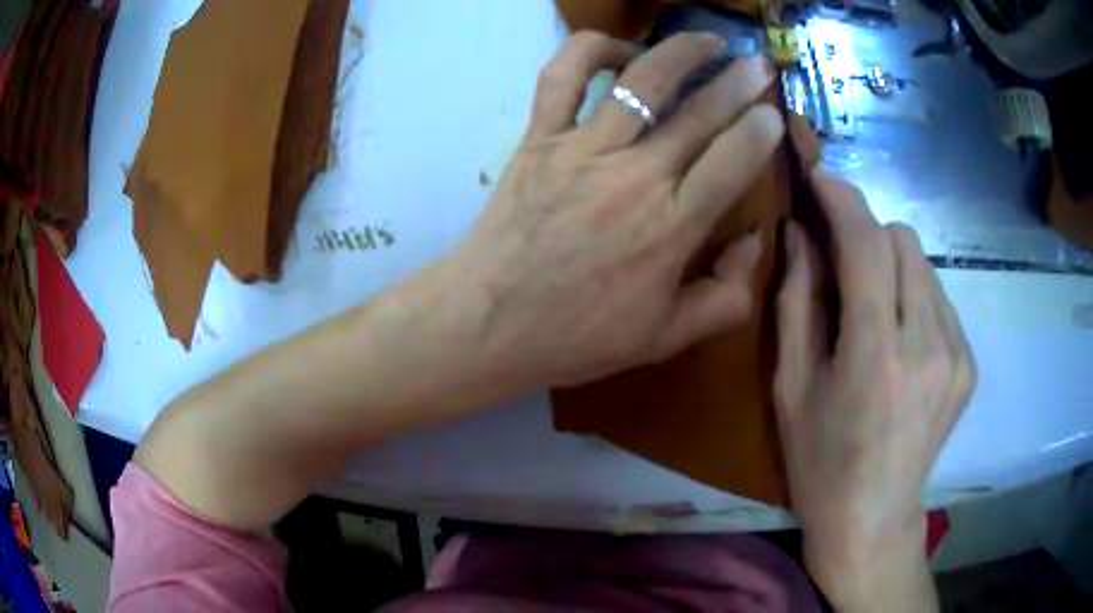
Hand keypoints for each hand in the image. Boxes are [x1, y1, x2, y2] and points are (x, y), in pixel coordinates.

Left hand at [441, 31, 783, 391]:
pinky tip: (620, 51)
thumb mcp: (664, 338)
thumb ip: (725, 297)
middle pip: (699, 113)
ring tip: (708, 42)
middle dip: (738, 82)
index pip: (733, 161)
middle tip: (758, 64)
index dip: (760, 130)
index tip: (775, 111)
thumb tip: (756, 242)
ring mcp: (583, 150)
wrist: (488, 324)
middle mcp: (635, 176)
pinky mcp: (538, 140)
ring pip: (642, 82)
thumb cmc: (577, 336)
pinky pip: (561, 78)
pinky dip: (590, 51)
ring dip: (681, 52)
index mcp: (672, 227)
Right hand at [774, 171, 975, 609]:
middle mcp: (928, 345)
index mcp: (876, 355)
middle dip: (869, 235)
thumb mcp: (792, 387)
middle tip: (844, 264)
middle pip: (903, 241)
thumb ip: (798, 302)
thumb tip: (801, 236)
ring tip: (874, 309)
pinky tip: (901, 340)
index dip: (842, 200)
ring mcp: (956, 354)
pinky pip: (940, 300)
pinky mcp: (968, 364)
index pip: (866, 245)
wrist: (872, 519)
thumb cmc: (820, 462)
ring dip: (893, 267)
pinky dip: (915, 298)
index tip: (820, 176)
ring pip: (925, 266)